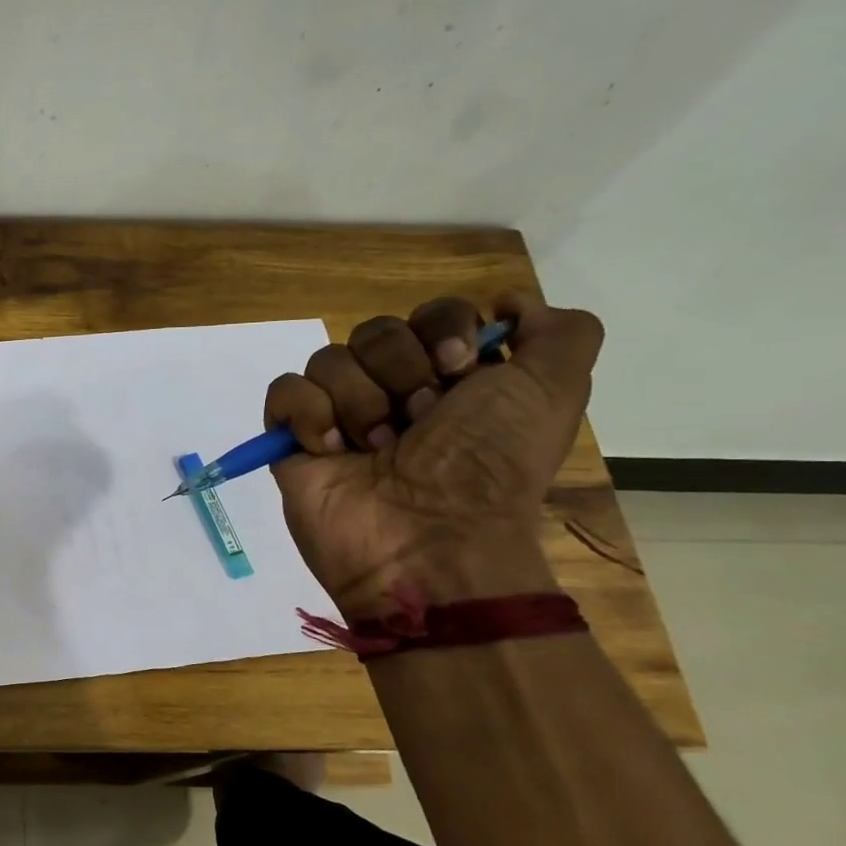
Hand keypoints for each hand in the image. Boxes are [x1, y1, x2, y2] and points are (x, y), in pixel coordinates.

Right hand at [264, 291, 603, 616]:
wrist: (428, 542)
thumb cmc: (488, 466)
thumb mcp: (554, 391)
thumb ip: (561, 333)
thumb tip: (510, 303)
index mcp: (453, 379)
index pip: (431, 313)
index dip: (442, 330)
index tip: (458, 370)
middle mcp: (395, 392)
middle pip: (376, 331)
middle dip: (401, 372)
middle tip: (420, 421)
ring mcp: (339, 416)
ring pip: (329, 359)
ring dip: (360, 403)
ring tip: (377, 449)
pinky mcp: (292, 440)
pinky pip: (284, 392)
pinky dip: (307, 414)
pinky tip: (331, 450)